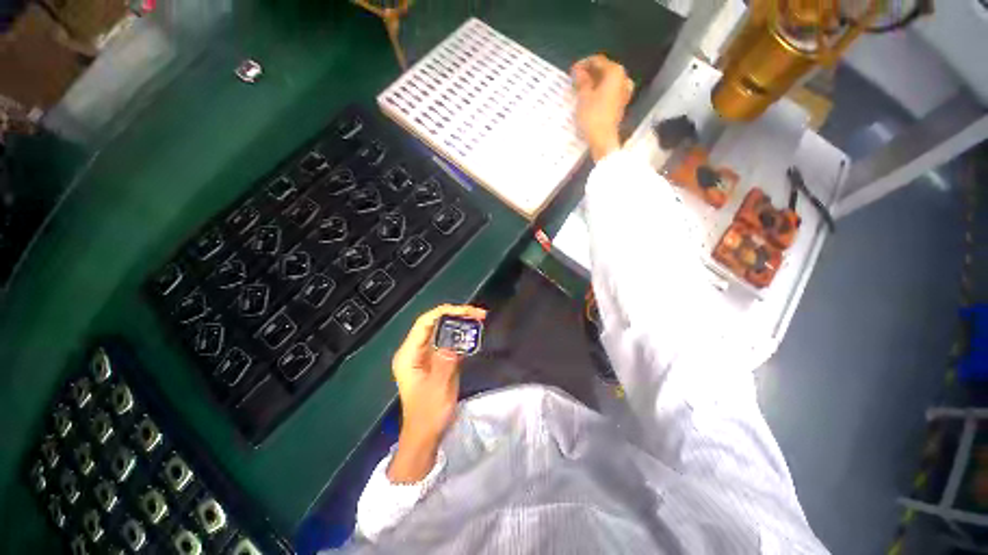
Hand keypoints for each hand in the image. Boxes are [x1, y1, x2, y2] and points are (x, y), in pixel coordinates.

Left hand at [388, 304, 486, 482]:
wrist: (425, 435)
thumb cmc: (428, 414)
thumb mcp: (438, 388)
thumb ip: (445, 362)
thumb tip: (455, 341)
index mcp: (409, 354)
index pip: (425, 323)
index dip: (445, 312)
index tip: (467, 311)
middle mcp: (414, 350)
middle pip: (434, 323)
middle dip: (456, 315)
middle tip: (478, 314)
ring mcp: (424, 355)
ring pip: (442, 330)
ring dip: (460, 323)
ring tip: (479, 319)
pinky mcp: (435, 360)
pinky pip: (447, 341)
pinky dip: (460, 335)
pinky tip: (473, 333)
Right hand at [571, 55, 633, 161]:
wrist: (603, 139)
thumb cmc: (593, 116)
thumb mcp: (583, 97)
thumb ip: (581, 80)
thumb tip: (578, 71)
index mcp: (615, 72)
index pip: (597, 61)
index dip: (583, 64)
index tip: (572, 71)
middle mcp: (623, 78)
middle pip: (604, 70)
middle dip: (590, 74)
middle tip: (575, 80)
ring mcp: (624, 91)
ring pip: (607, 82)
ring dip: (594, 83)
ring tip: (581, 89)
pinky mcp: (621, 104)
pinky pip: (609, 92)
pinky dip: (599, 92)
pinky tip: (590, 98)